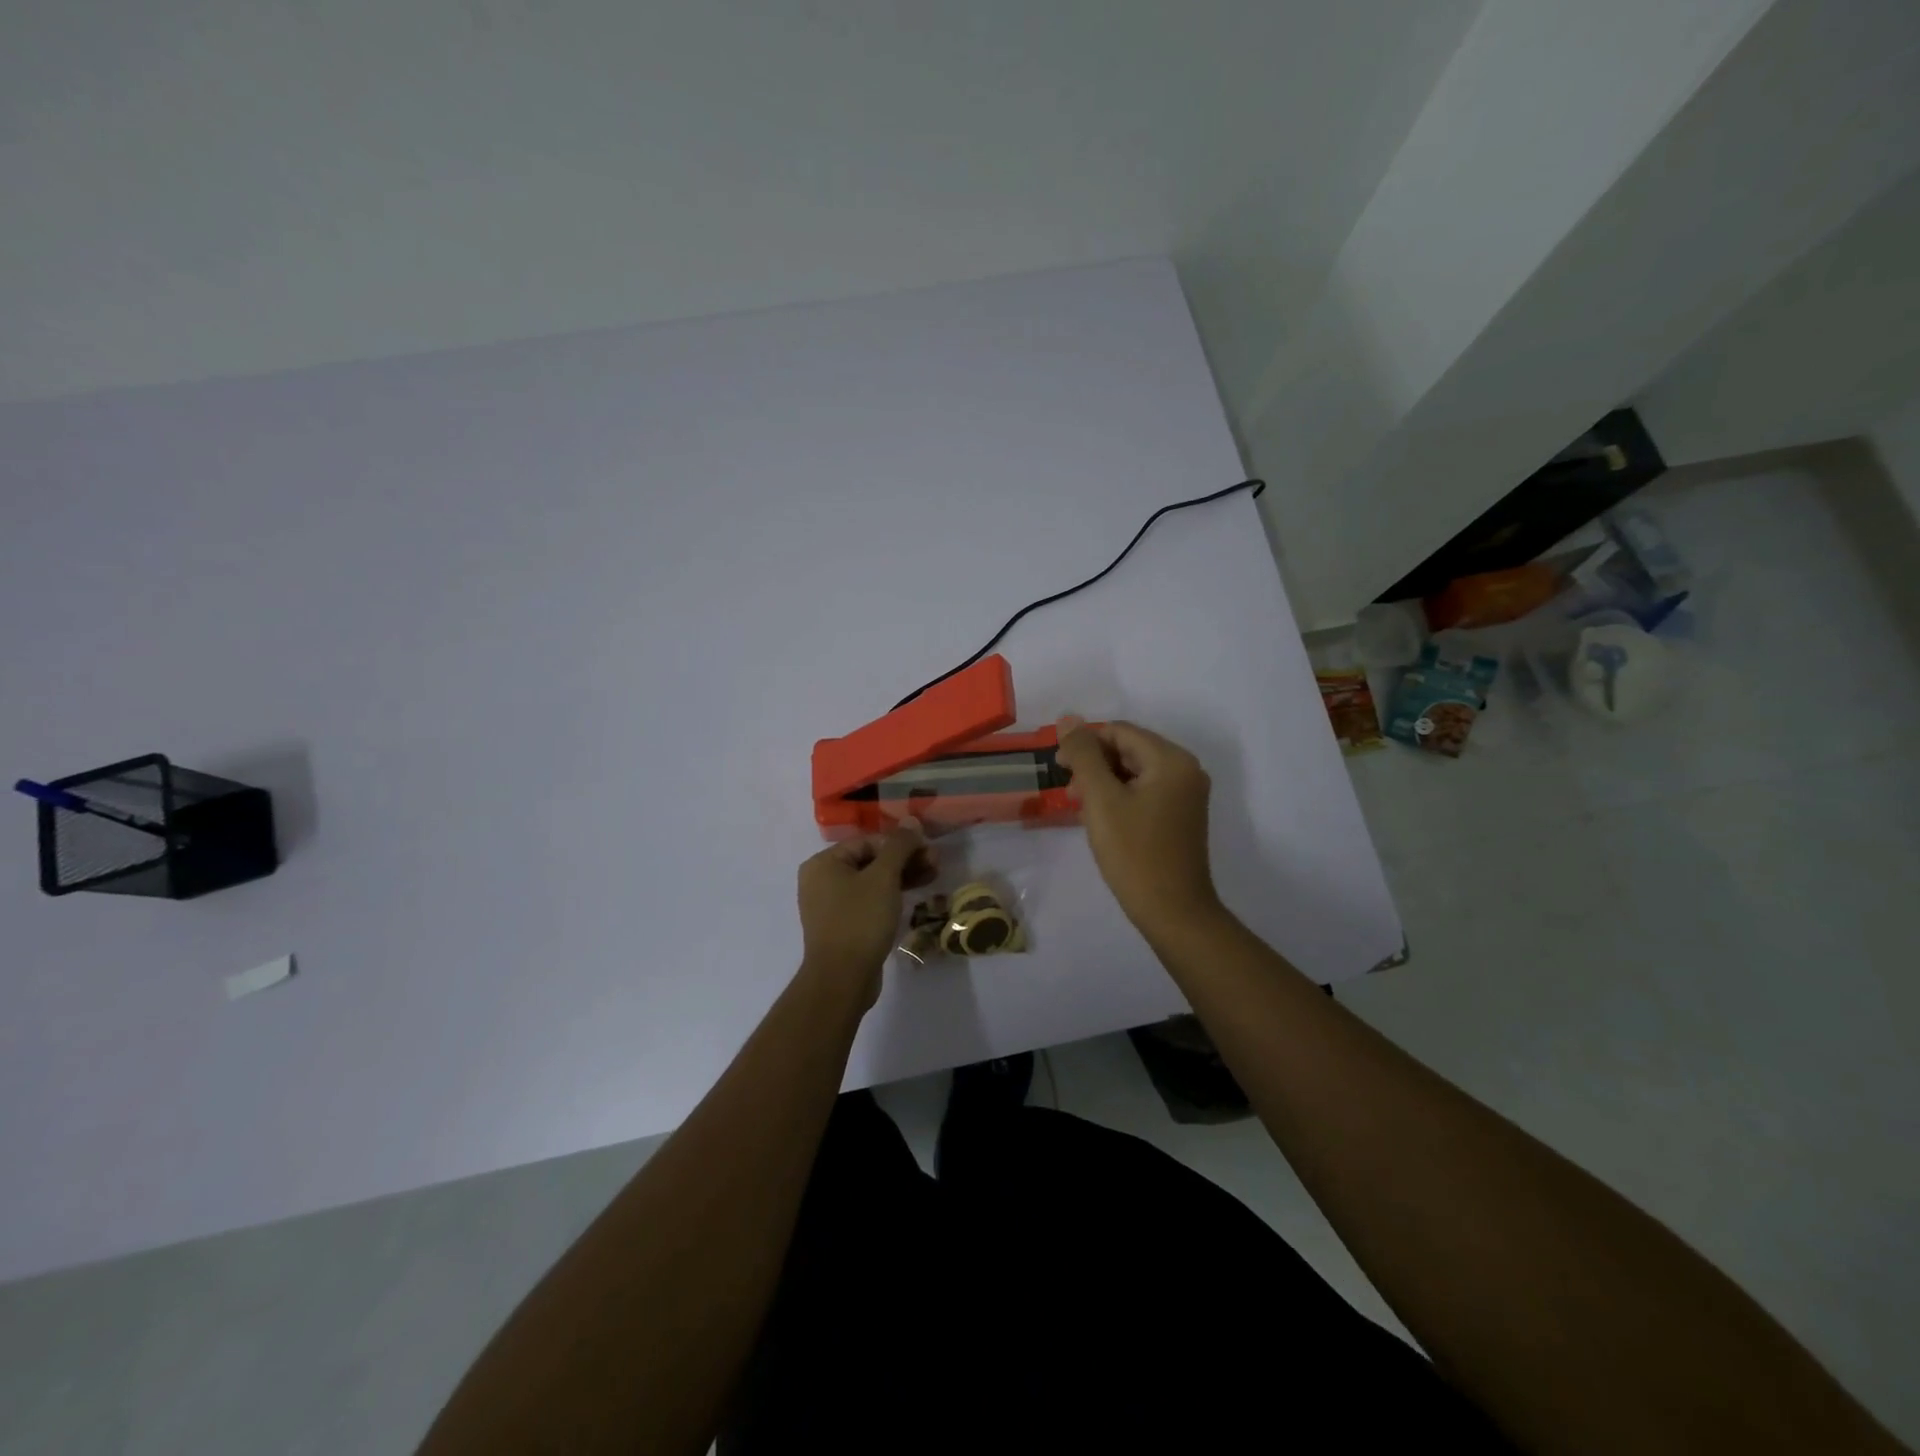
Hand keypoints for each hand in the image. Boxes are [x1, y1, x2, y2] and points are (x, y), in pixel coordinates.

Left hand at [795, 819, 935, 1009]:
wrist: (842, 979)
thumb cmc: (860, 920)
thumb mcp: (883, 878)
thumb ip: (899, 846)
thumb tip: (911, 821)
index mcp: (823, 863)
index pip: (868, 841)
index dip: (901, 843)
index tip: (929, 850)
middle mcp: (821, 880)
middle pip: (870, 861)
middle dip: (905, 861)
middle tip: (935, 864)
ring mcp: (830, 906)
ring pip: (872, 883)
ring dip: (902, 878)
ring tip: (932, 878)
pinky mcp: (842, 927)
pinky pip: (868, 902)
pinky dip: (890, 897)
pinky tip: (914, 898)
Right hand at [1056, 718, 1220, 934]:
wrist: (1173, 911)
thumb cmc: (1134, 853)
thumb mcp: (1101, 799)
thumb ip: (1084, 755)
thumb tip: (1068, 719)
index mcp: (1171, 760)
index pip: (1120, 732)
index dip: (1085, 743)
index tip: (1058, 766)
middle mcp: (1186, 770)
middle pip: (1130, 749)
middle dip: (1095, 763)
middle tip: (1068, 790)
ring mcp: (1186, 794)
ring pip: (1135, 771)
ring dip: (1104, 781)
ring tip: (1080, 806)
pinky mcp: (1181, 816)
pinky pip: (1146, 791)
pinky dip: (1120, 796)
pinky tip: (1101, 817)